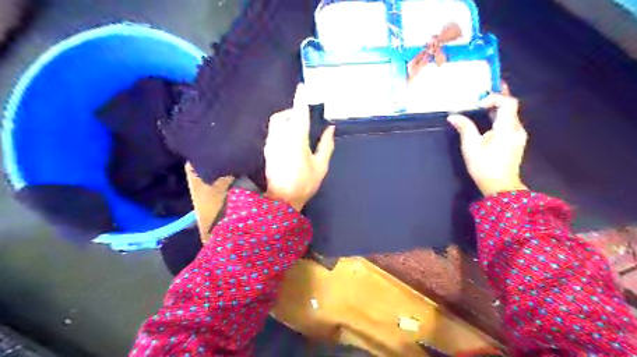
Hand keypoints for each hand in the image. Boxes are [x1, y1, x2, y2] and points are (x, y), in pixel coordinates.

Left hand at [264, 83, 334, 210]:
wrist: (282, 200)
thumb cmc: (304, 183)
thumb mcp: (320, 166)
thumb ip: (326, 145)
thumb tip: (330, 128)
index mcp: (296, 139)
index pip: (299, 113)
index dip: (301, 99)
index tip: (302, 87)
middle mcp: (280, 137)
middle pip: (282, 115)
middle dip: (292, 110)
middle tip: (303, 114)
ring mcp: (271, 143)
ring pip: (275, 123)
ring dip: (285, 119)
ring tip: (297, 126)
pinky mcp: (267, 150)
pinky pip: (273, 132)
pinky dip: (281, 128)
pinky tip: (289, 137)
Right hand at [444, 89, 530, 194]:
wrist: (500, 187)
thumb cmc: (484, 166)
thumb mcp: (471, 146)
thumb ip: (464, 127)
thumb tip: (453, 116)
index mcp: (507, 127)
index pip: (508, 102)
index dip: (494, 97)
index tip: (478, 104)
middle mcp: (517, 128)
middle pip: (510, 106)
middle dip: (496, 98)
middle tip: (483, 92)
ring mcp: (518, 135)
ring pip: (510, 115)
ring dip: (497, 108)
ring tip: (482, 105)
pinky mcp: (515, 142)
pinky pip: (509, 123)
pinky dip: (499, 117)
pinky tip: (488, 120)